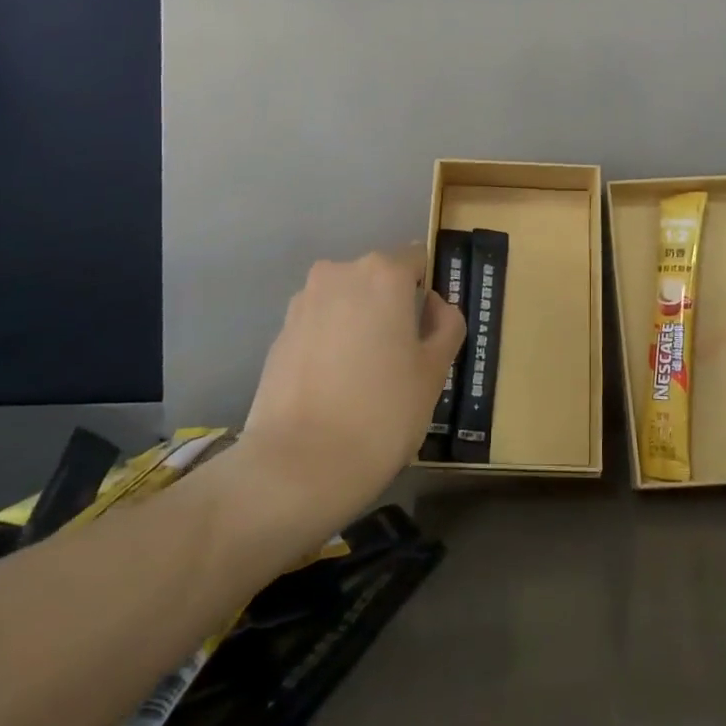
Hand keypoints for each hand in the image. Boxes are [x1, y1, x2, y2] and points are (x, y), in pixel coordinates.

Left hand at [240, 245, 465, 518]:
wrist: (298, 466)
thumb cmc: (382, 412)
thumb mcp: (435, 371)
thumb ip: (446, 325)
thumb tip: (434, 306)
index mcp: (383, 273)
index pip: (418, 260)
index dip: (430, 292)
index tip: (431, 331)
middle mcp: (340, 273)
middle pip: (379, 278)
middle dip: (394, 307)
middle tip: (403, 357)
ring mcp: (303, 301)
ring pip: (347, 301)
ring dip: (361, 323)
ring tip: (366, 376)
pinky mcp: (279, 333)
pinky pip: (320, 324)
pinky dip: (332, 342)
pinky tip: (335, 387)